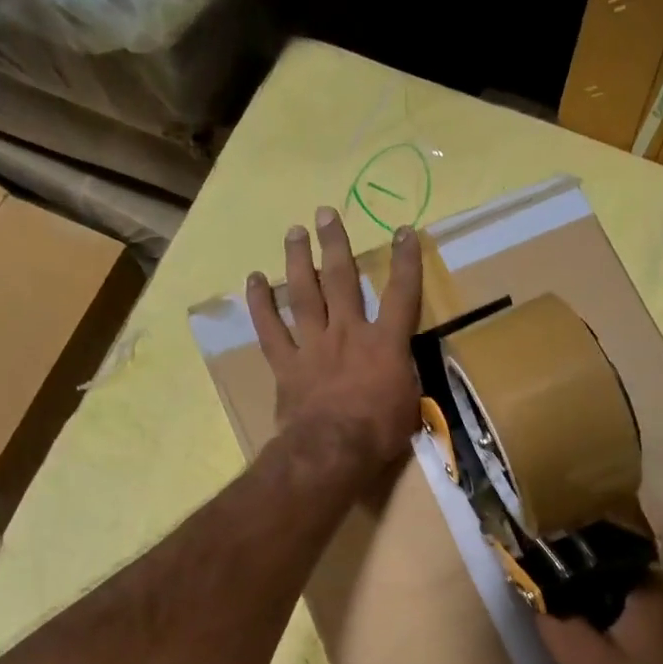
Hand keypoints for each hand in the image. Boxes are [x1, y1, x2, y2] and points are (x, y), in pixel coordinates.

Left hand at [248, 206, 422, 471]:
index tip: (404, 231)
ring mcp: (314, 345)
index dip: (405, 261)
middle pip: (342, 279)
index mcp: (385, 343)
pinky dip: (261, 304)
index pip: (401, 293)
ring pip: (304, 293)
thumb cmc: (379, 433)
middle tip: (326, 213)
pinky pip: (271, 329)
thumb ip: (404, 378)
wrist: (332, 450)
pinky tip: (253, 280)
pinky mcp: (287, 364)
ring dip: (299, 260)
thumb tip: (400, 370)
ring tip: (294, 232)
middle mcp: (348, 332)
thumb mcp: (409, 405)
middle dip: (336, 244)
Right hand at [536, 579, 662, 663]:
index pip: (591, 557)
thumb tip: (534, 589)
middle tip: (549, 615)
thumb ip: (553, 619)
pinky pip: (631, 619)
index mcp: (646, 584)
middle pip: (604, 578)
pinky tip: (595, 653)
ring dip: (592, 614)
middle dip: (575, 594)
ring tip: (566, 633)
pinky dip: (610, 628)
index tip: (537, 587)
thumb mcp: (580, 659)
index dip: (559, 569)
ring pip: (616, 600)